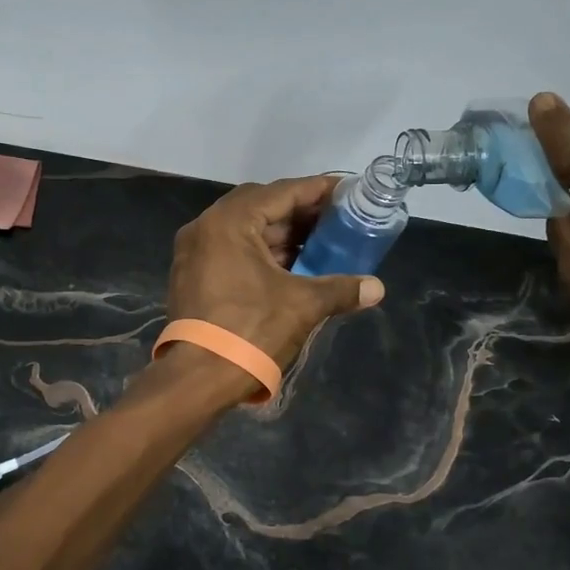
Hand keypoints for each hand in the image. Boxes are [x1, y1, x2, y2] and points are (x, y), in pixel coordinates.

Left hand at [166, 176, 384, 389]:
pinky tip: (293, 266)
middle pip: (261, 206)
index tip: (347, 191)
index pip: (281, 192)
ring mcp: (195, 252)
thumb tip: (376, 288)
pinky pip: (233, 250)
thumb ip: (340, 288)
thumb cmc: (251, 331)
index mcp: (229, 222)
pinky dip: (263, 253)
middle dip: (300, 213)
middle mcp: (206, 228)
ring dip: (282, 235)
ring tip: (321, 243)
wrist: (198, 378)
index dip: (318, 191)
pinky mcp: (193, 276)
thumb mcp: (302, 305)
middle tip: (336, 220)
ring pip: (246, 231)